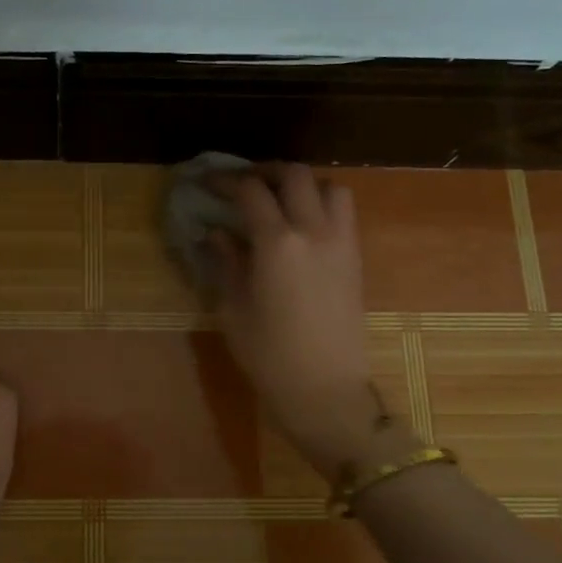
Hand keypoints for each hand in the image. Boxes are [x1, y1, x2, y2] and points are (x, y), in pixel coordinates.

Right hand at [211, 166, 419, 481]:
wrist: (325, 390)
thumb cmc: (269, 354)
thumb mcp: (233, 308)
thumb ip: (226, 262)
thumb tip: (215, 233)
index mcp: (277, 242)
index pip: (251, 191)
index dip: (225, 180)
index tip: (206, 182)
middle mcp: (314, 231)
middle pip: (295, 175)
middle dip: (265, 172)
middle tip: (243, 185)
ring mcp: (341, 243)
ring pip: (330, 187)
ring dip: (303, 185)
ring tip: (280, 201)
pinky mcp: (355, 259)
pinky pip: (344, 214)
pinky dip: (322, 205)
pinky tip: (301, 227)